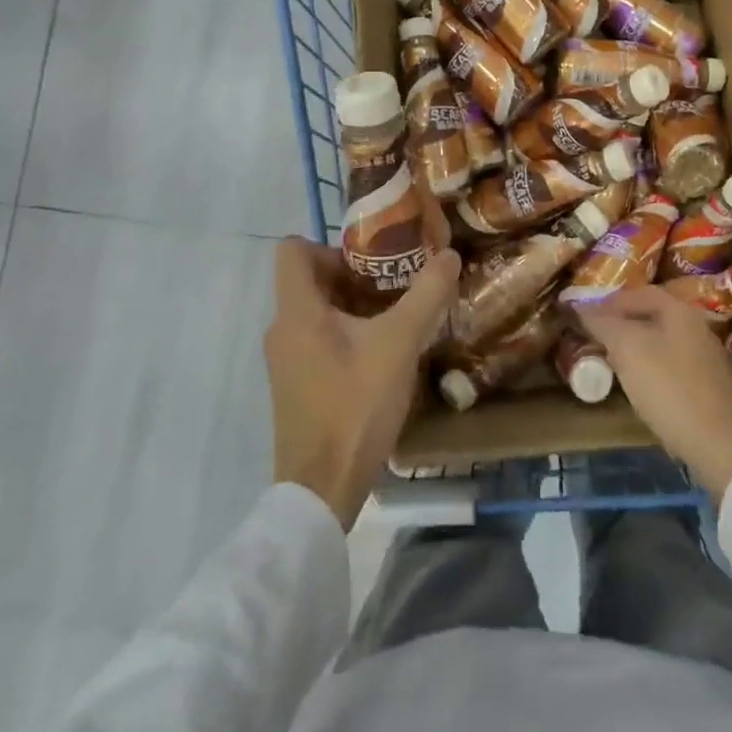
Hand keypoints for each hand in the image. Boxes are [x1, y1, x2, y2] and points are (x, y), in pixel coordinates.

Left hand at [265, 238, 461, 529]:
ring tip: (397, 314)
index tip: (370, 259)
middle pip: (310, 279)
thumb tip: (449, 254)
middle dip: (354, 274)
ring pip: (316, 311)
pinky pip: (317, 339)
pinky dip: (346, 333)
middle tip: (396, 282)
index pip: (292, 250)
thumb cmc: (356, 404)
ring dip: (354, 305)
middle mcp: (282, 329)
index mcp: (297, 311)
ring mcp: (286, 360)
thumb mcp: (400, 343)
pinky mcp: (296, 384)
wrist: (323, 488)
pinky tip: (383, 352)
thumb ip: (426, 294)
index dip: (330, 244)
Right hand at [578, 286, 731, 501]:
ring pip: (663, 340)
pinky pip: (673, 363)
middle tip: (596, 336)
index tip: (585, 314)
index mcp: (680, 311)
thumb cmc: (668, 387)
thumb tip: (581, 307)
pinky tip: (640, 383)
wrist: (718, 443)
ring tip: (612, 359)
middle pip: (653, 315)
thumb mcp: (628, 350)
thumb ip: (604, 324)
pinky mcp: (710, 386)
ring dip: (636, 345)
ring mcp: (707, 357)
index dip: (610, 301)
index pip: (640, 293)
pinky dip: (652, 365)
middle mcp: (698, 327)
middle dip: (622, 322)